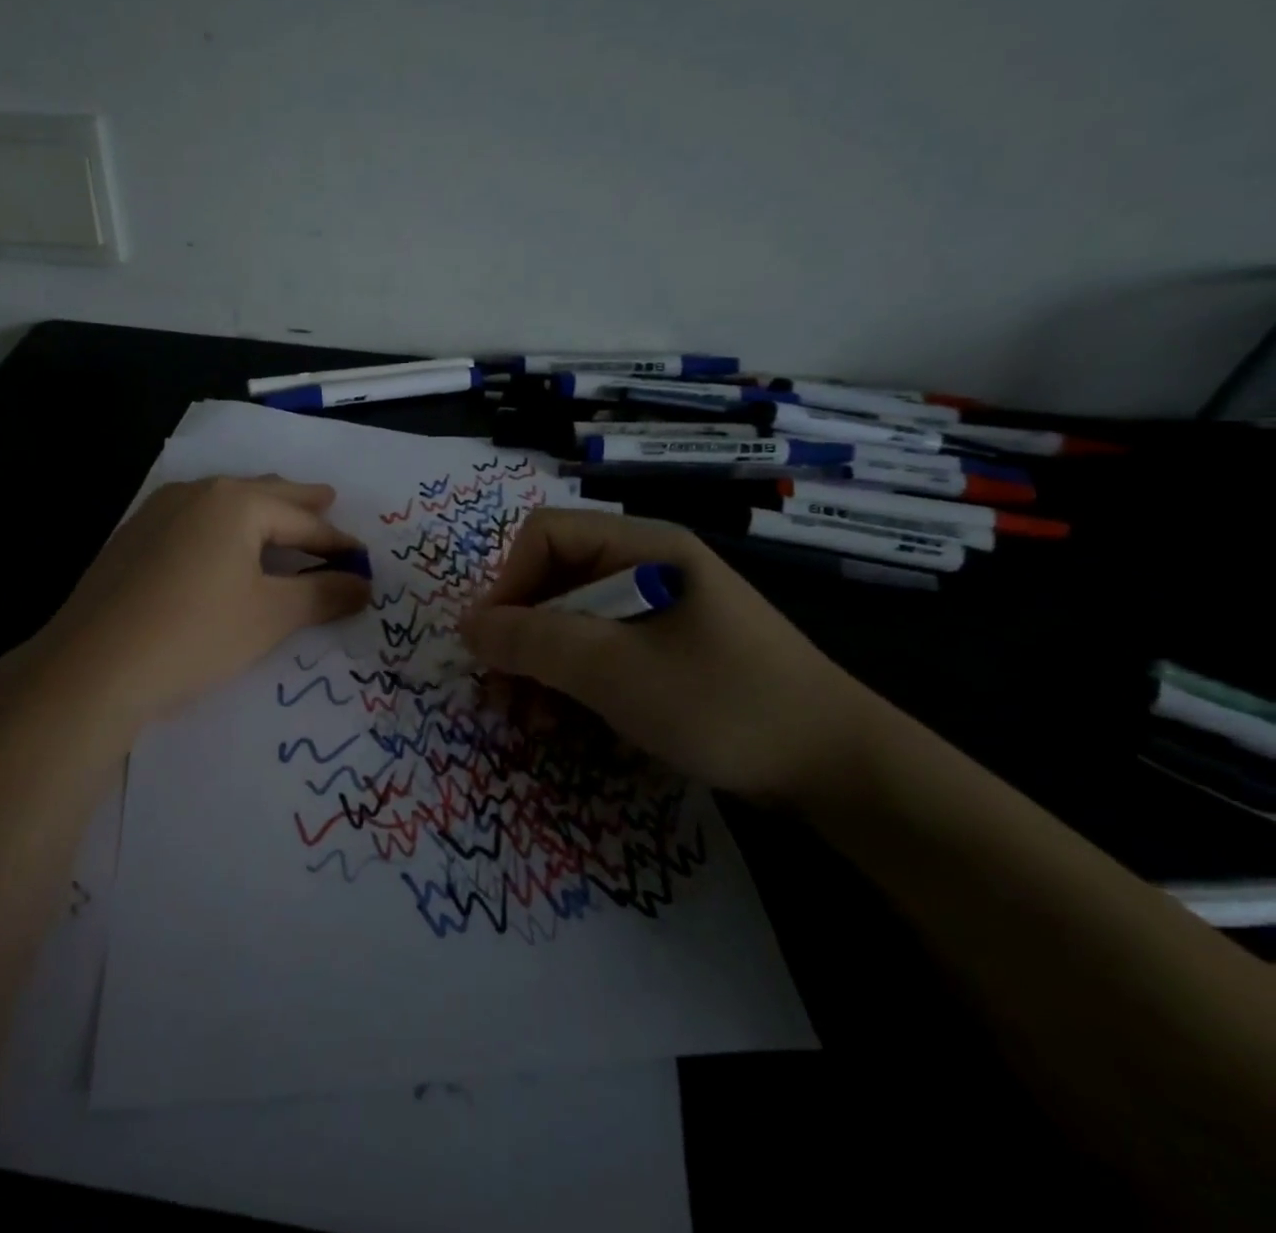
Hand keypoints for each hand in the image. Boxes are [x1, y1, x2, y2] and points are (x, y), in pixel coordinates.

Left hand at [30, 475, 371, 729]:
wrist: (92, 667)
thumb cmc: (195, 634)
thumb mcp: (270, 616)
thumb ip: (323, 595)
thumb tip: (363, 584)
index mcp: (236, 502)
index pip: (302, 520)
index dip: (336, 541)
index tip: (362, 556)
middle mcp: (196, 493)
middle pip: (262, 494)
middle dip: (298, 502)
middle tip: (327, 500)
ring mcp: (157, 512)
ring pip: (223, 503)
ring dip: (257, 510)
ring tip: (279, 516)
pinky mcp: (132, 538)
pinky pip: (193, 520)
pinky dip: (221, 527)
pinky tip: (220, 544)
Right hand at [458, 509, 889, 803]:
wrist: (837, 768)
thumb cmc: (719, 701)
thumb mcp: (612, 670)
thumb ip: (531, 642)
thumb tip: (466, 625)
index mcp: (641, 546)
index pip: (544, 536)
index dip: (507, 584)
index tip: (492, 646)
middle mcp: (646, 565)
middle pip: (553, 580)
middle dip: (520, 637)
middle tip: (500, 695)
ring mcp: (659, 609)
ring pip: (572, 621)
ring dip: (540, 667)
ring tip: (528, 720)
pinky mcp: (668, 649)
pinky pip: (601, 650)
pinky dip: (573, 683)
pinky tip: (564, 723)